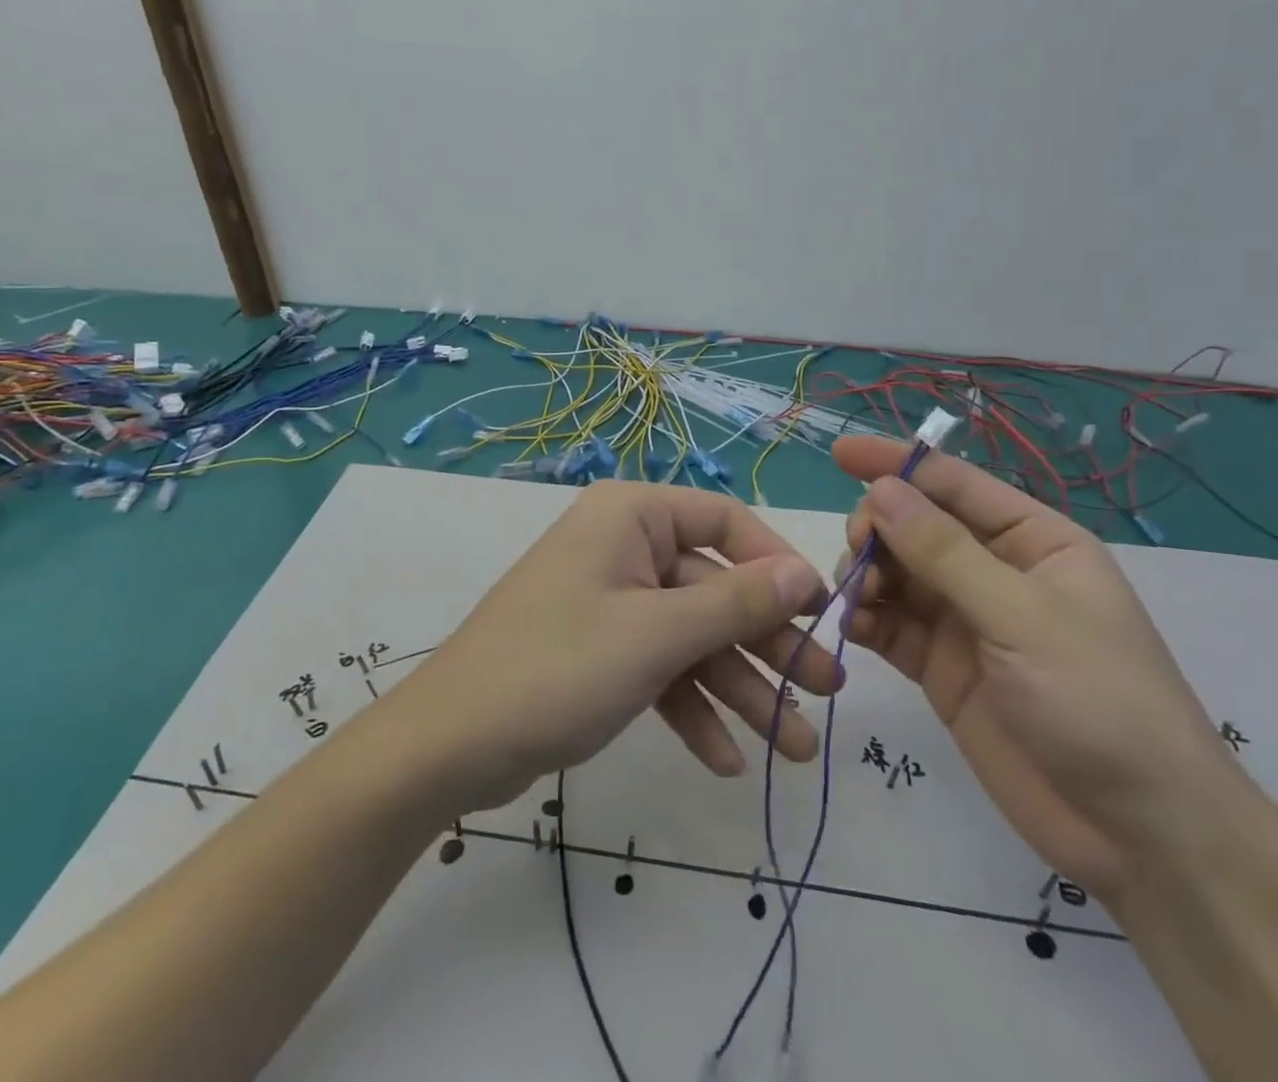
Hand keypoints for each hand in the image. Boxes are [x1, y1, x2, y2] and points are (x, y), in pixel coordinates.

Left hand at [397, 481, 835, 813]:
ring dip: (740, 690)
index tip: (822, 613)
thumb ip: (737, 604)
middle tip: (827, 694)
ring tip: (794, 750)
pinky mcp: (600, 650)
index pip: (726, 522)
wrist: (449, 746)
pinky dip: (691, 709)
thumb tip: (806, 573)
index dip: (777, 565)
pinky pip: (660, 669)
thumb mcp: (657, 636)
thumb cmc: (558, 668)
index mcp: (632, 516)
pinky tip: (726, 761)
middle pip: (715, 588)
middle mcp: (624, 547)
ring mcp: (611, 601)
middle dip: (767, 646)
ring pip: (692, 637)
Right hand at [835, 435, 1240, 898]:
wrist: (1138, 836)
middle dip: (878, 529)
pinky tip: (855, 627)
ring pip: (894, 572)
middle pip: (914, 525)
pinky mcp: (940, 666)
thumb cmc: (1099, 702)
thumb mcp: (1022, 617)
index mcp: (1032, 540)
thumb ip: (944, 552)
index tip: (838, 453)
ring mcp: (964, 620)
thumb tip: (881, 490)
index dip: (895, 463)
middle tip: (859, 555)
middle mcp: (994, 570)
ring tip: (860, 599)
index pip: (953, 483)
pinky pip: (889, 624)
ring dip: (866, 574)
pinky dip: (866, 618)